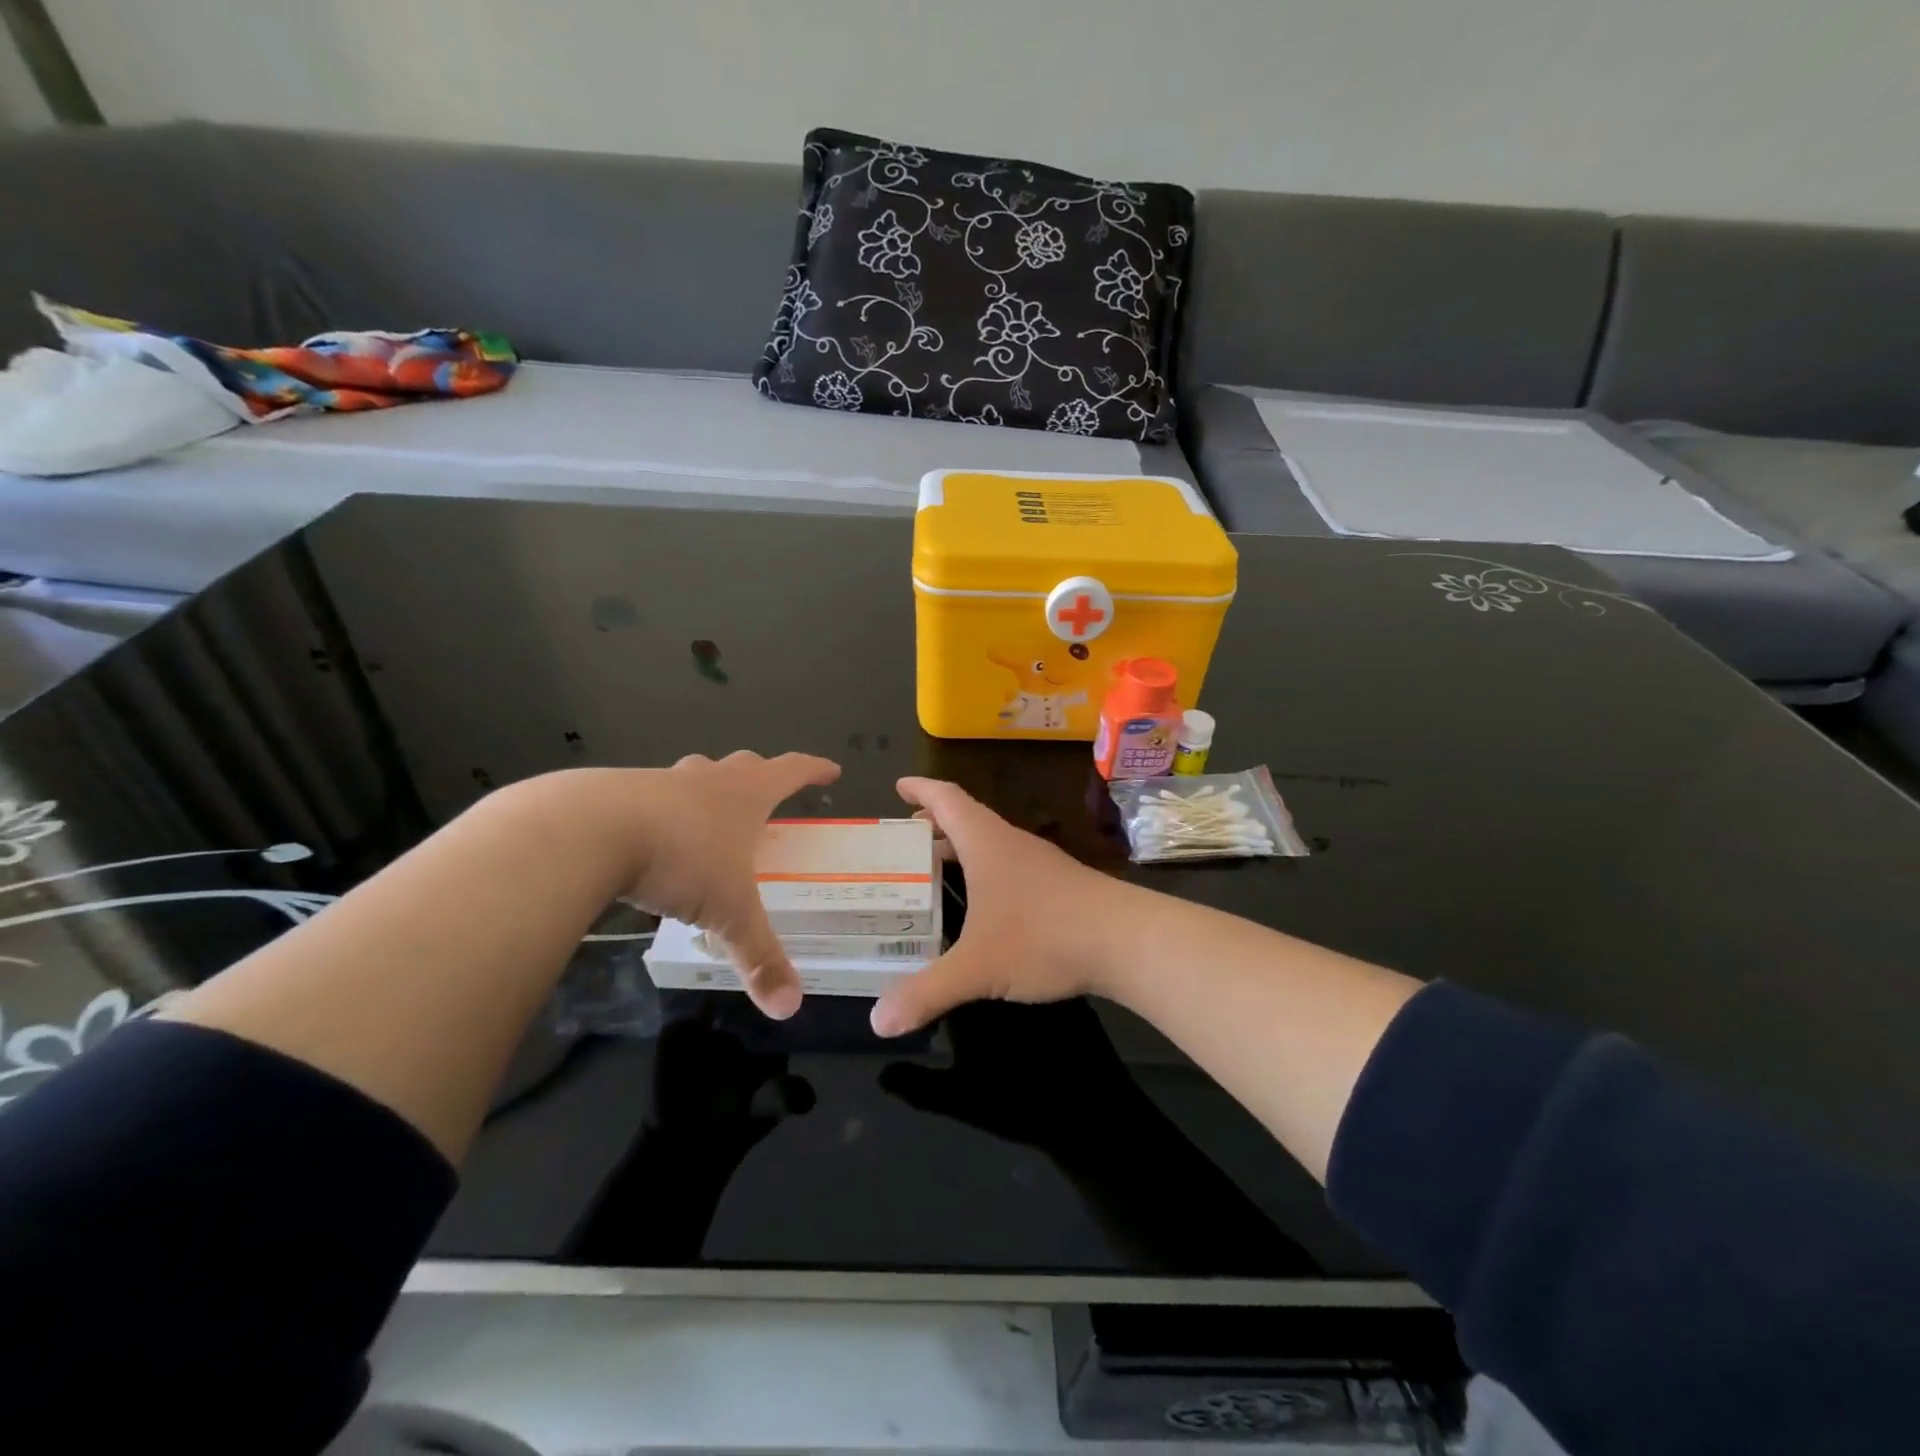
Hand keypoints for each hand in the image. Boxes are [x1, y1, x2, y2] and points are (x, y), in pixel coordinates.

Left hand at [601, 751, 840, 1018]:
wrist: (588, 830)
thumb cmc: (680, 859)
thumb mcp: (728, 912)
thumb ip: (759, 955)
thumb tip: (790, 1007)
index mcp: (744, 795)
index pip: (791, 771)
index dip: (814, 770)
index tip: (831, 770)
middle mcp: (706, 779)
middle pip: (743, 766)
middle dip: (760, 776)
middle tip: (766, 795)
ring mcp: (660, 781)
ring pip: (693, 775)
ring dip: (706, 789)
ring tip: (706, 817)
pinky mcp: (616, 794)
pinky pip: (649, 798)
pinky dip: (659, 813)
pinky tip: (650, 842)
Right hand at [869, 777, 1134, 1036]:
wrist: (1126, 941)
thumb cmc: (1043, 937)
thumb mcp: (977, 968)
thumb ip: (927, 992)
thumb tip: (880, 1022)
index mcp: (986, 843)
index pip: (947, 799)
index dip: (921, 789)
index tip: (899, 785)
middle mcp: (1012, 844)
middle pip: (967, 820)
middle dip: (934, 825)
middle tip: (904, 841)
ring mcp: (1039, 864)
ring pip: (990, 845)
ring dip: (961, 851)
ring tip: (934, 872)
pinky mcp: (1059, 887)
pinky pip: (1010, 868)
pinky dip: (985, 874)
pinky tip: (982, 906)